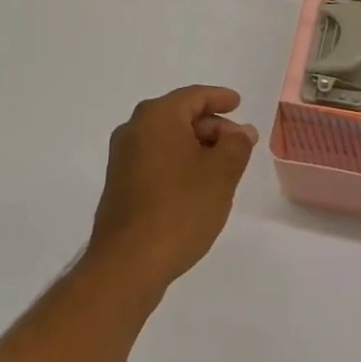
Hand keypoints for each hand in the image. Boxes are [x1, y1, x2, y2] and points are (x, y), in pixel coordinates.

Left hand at [88, 85, 258, 290]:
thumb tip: (241, 131)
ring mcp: (122, 158)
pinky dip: (177, 162)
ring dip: (195, 146)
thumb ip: (237, 144)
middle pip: (179, 115)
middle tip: (237, 143)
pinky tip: (195, 185)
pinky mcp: (119, 184)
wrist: (127, 264)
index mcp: (157, 116)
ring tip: (221, 166)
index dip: (219, 98)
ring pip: (167, 139)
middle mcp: (134, 129)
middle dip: (210, 126)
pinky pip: (155, 159)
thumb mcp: (221, 174)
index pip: (194, 96)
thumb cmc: (180, 209)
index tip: (237, 102)